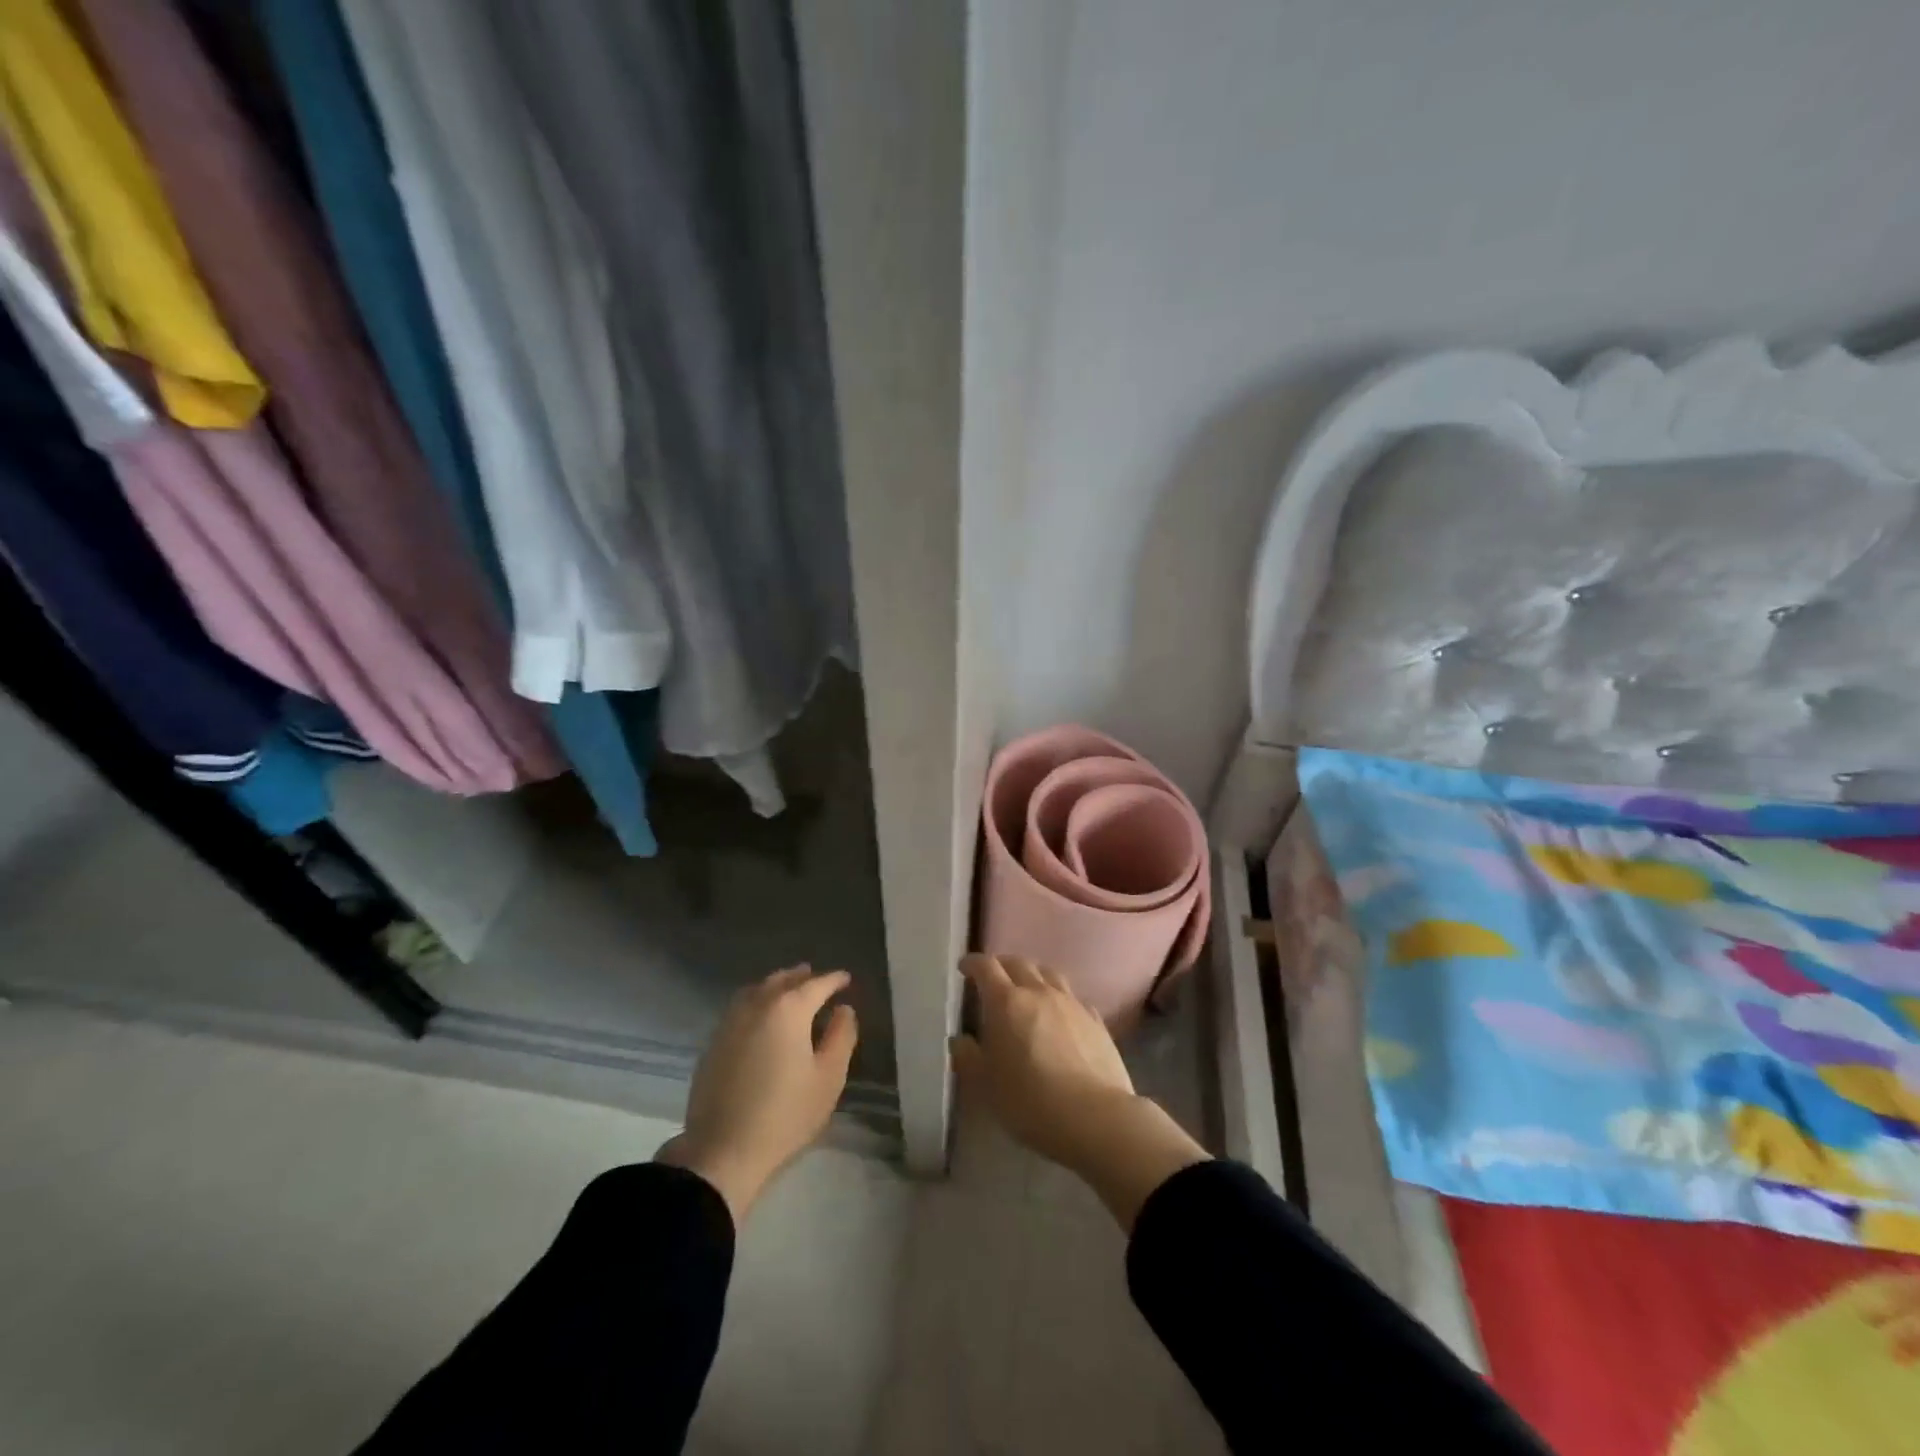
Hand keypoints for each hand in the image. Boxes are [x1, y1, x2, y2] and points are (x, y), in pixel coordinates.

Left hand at [658, 965, 857, 1223]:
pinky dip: (757, 1000)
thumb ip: (841, 1036)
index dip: (834, 980)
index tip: (846, 979)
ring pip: (758, 989)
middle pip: (783, 980)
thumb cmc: (785, 1114)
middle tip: (818, 979)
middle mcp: (757, 1005)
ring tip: (790, 990)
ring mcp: (731, 1022)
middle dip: (803, 977)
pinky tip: (762, 1015)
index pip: (816, 984)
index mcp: (789, 1009)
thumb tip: (843, 1009)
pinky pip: (740, 1006)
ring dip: (777, 984)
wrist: (722, 1151)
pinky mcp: (714, 1042)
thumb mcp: (829, 1078)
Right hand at [952, 953, 1207, 1229]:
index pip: (986, 967)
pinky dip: (1059, 997)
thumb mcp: (985, 1086)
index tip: (965, 968)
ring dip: (1033, 974)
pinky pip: (1073, 997)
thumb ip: (968, 1058)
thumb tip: (960, 1040)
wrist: (1094, 1116)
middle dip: (1002, 965)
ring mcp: (1071, 1003)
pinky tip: (1060, 1014)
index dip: (973, 963)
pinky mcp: (1095, 1019)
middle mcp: (1039, 992)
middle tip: (993, 978)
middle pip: (1018, 963)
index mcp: (1006, 1002)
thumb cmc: (1030, 1101)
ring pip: (1049, 973)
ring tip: (1027, 988)